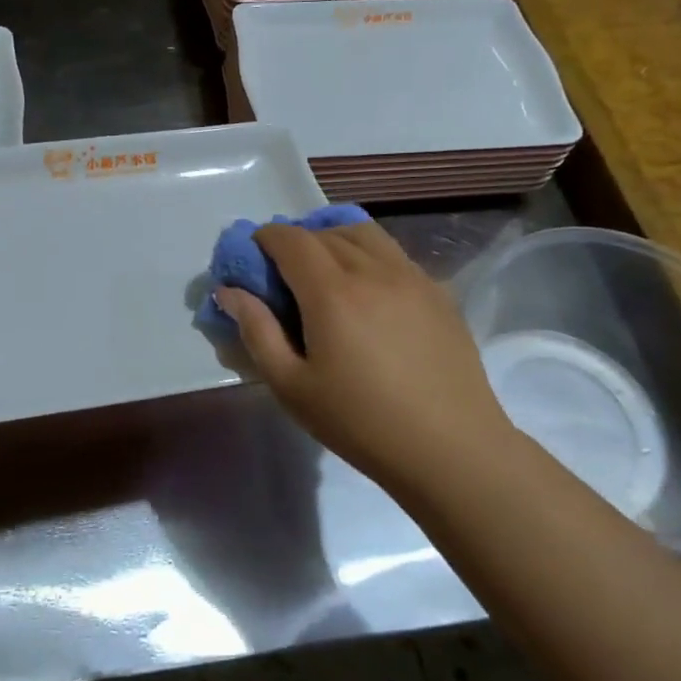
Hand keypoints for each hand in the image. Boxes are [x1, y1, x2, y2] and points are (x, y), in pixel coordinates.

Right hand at [216, 221, 515, 495]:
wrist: (450, 448)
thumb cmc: (360, 422)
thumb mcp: (292, 386)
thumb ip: (257, 331)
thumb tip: (230, 292)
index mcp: (332, 292)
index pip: (291, 240)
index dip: (265, 239)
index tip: (252, 257)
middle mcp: (373, 270)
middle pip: (326, 232)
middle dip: (296, 241)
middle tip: (283, 273)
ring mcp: (412, 277)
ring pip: (365, 234)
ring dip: (334, 239)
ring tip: (324, 271)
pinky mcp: (438, 292)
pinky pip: (394, 254)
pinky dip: (368, 254)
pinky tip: (368, 290)